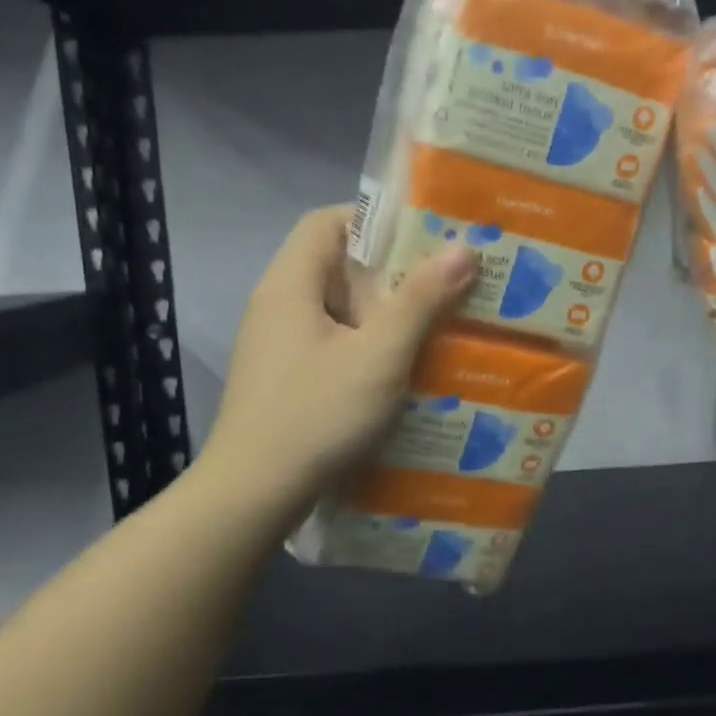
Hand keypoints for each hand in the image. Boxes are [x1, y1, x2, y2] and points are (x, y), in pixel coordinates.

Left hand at [205, 205, 474, 512]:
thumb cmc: (317, 415)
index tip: (425, 236)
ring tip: (435, 323)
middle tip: (445, 282)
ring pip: (337, 309)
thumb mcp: (379, 356)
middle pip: (335, 266)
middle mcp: (277, 305)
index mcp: (290, 284)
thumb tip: (463, 248)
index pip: (327, 221)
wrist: (252, 495)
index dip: (375, 220)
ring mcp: (276, 345)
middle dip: (391, 271)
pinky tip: (401, 369)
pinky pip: (331, 343)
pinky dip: (366, 345)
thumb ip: (420, 301)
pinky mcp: (283, 379)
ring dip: (382, 313)